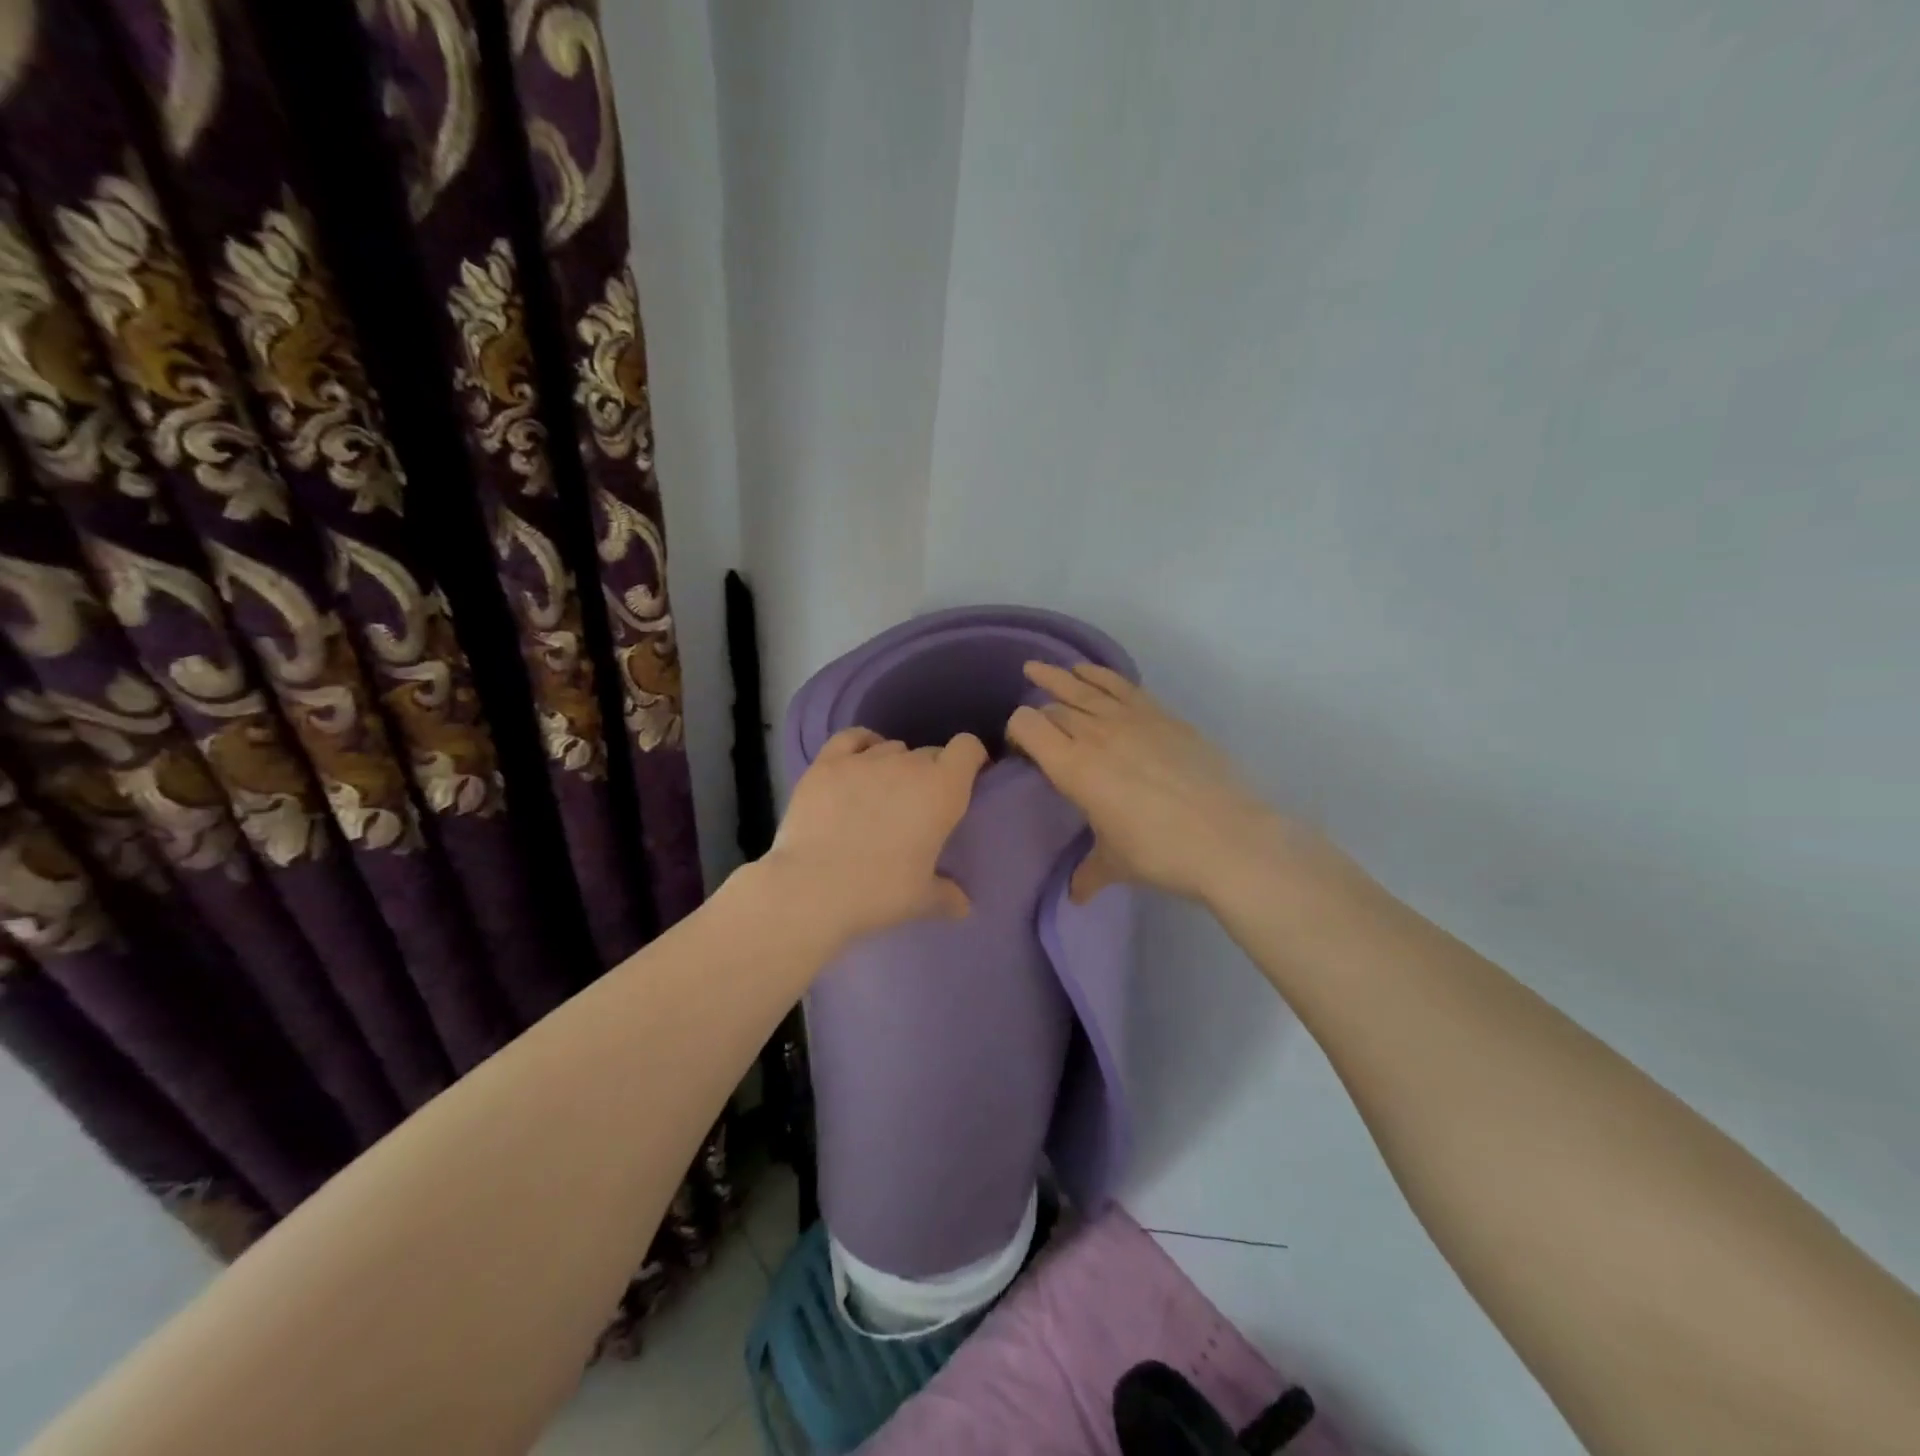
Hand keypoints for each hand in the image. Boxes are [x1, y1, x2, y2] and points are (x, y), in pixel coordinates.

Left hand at [764, 727, 988, 941]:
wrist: (813, 889)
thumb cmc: (879, 893)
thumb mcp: (922, 900)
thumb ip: (949, 896)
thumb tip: (964, 906)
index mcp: (942, 790)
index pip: (968, 748)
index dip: (970, 759)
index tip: (966, 779)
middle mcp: (908, 764)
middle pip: (929, 753)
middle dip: (930, 774)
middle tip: (918, 806)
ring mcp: (865, 759)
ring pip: (892, 748)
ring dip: (895, 766)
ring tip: (882, 795)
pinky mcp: (827, 763)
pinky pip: (853, 738)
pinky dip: (862, 745)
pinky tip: (858, 763)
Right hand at [1006, 663, 1288, 903]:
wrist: (1229, 838)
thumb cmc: (1160, 853)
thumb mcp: (1115, 865)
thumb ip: (1087, 874)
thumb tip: (1074, 896)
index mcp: (1073, 768)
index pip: (1027, 726)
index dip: (1015, 732)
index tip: (1019, 750)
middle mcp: (1095, 734)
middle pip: (1053, 709)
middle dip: (1038, 715)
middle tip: (1036, 731)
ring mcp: (1131, 719)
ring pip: (1083, 688)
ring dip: (1058, 678)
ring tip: (1037, 669)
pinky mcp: (1161, 715)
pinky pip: (1120, 685)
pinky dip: (1098, 675)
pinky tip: (1087, 671)